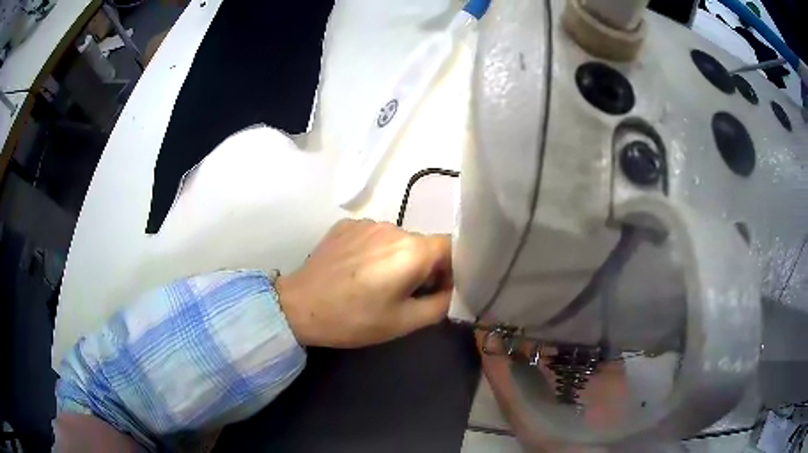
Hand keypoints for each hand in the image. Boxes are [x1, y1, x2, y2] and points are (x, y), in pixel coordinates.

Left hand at [275, 219, 452, 347]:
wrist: (300, 307)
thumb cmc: (355, 319)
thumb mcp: (405, 322)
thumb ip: (441, 304)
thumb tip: (449, 289)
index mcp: (412, 250)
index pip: (450, 247)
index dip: (451, 269)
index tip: (435, 290)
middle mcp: (392, 227)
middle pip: (423, 244)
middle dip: (423, 267)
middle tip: (403, 294)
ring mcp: (366, 223)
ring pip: (398, 240)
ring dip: (397, 258)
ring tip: (375, 283)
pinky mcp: (346, 225)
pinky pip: (373, 236)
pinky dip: (374, 251)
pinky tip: (356, 271)